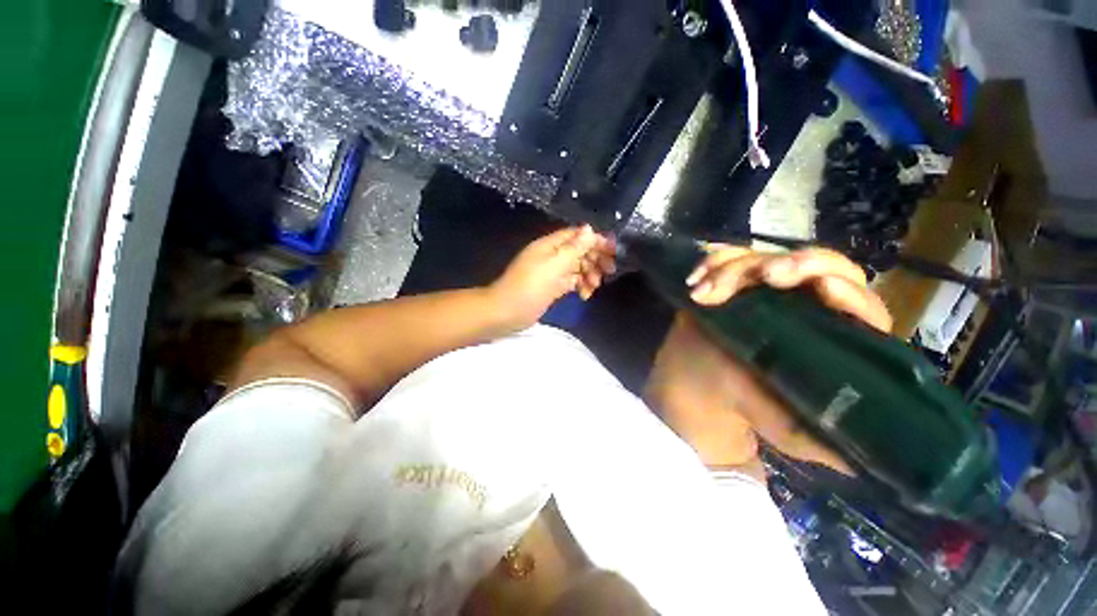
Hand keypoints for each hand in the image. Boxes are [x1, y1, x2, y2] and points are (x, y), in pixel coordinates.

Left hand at [489, 226, 616, 328]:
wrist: (508, 312)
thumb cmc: (531, 286)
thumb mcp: (555, 265)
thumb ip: (574, 248)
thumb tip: (590, 228)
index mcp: (550, 245)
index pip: (577, 236)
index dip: (595, 240)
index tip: (613, 250)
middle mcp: (552, 255)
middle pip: (579, 251)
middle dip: (595, 259)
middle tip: (609, 271)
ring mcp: (552, 272)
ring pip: (577, 267)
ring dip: (589, 274)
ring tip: (594, 286)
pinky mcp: (553, 287)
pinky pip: (571, 282)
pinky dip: (580, 286)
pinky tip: (585, 295)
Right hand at [646, 246, 891, 475]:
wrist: (704, 387)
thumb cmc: (751, 404)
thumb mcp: (793, 431)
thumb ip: (828, 441)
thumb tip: (877, 458)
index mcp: (834, 334)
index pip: (860, 304)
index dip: (847, 291)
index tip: (822, 289)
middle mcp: (806, 301)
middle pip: (817, 264)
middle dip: (791, 264)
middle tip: (763, 276)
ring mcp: (766, 287)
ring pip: (764, 256)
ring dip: (732, 268)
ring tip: (702, 294)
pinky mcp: (735, 281)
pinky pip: (727, 258)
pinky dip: (711, 262)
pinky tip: (695, 278)